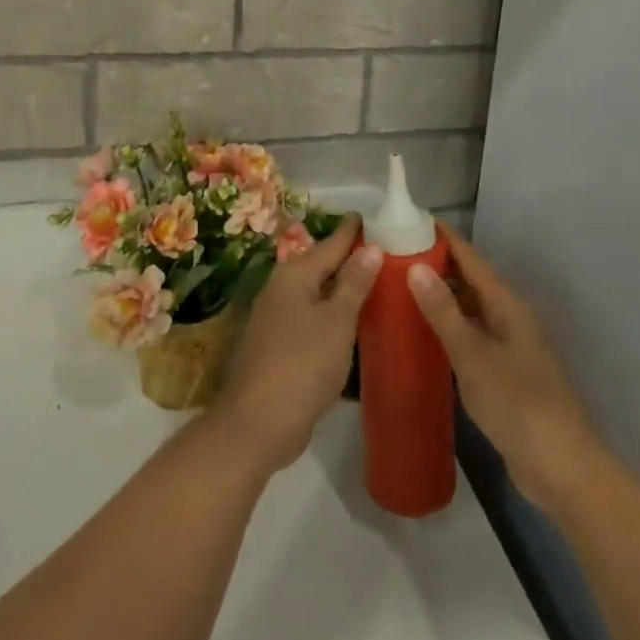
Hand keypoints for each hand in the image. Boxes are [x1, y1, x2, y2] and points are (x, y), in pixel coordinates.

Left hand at [210, 215, 382, 474]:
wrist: (258, 423)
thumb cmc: (302, 364)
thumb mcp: (337, 321)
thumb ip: (354, 283)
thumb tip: (371, 246)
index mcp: (294, 275)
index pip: (330, 244)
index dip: (351, 232)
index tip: (371, 216)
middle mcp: (281, 289)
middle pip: (320, 267)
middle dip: (347, 259)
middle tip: (381, 250)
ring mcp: (276, 319)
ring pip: (315, 295)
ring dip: (340, 290)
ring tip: (372, 284)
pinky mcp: (279, 348)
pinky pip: (311, 320)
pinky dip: (331, 316)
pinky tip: (350, 325)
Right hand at [408, 225, 604, 511]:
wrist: (562, 469)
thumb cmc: (518, 404)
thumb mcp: (473, 356)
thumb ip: (444, 312)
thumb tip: (415, 266)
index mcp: (507, 304)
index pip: (470, 258)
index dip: (442, 238)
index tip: (408, 221)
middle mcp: (510, 317)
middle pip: (470, 280)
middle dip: (436, 265)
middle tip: (394, 256)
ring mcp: (509, 347)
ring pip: (469, 309)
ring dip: (440, 297)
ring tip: (399, 289)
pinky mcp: (504, 374)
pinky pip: (470, 336)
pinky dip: (447, 328)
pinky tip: (423, 335)